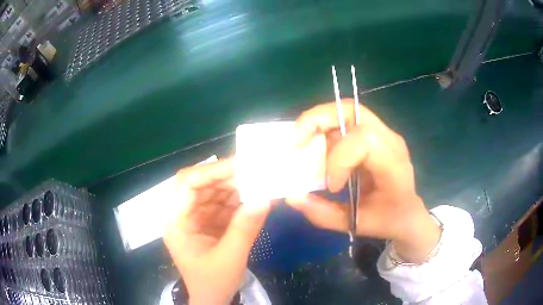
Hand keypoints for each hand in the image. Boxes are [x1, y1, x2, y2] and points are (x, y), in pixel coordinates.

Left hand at [164, 159, 270, 304]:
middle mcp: (182, 215)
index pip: (186, 184)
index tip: (240, 165)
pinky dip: (238, 200)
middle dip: (226, 177)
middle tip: (255, 172)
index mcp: (176, 222)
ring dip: (234, 187)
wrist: (212, 300)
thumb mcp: (230, 258)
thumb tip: (264, 197)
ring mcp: (195, 218)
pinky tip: (254, 197)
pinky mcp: (208, 223)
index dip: (211, 171)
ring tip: (258, 182)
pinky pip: (222, 204)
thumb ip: (245, 228)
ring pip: (213, 192)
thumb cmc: (213, 283)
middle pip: (200, 184)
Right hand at [288, 100, 440, 262]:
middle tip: (296, 141)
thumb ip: (324, 214)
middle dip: (318, 120)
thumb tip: (292, 196)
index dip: (340, 158)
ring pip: (347, 111)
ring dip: (319, 123)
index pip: (365, 140)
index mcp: (394, 164)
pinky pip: (346, 120)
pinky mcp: (375, 134)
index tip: (331, 185)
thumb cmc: (389, 220)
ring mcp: (383, 133)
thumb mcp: (357, 224)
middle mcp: (390, 140)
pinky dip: (326, 129)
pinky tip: (318, 147)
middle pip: (353, 110)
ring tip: (303, 144)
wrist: (408, 213)